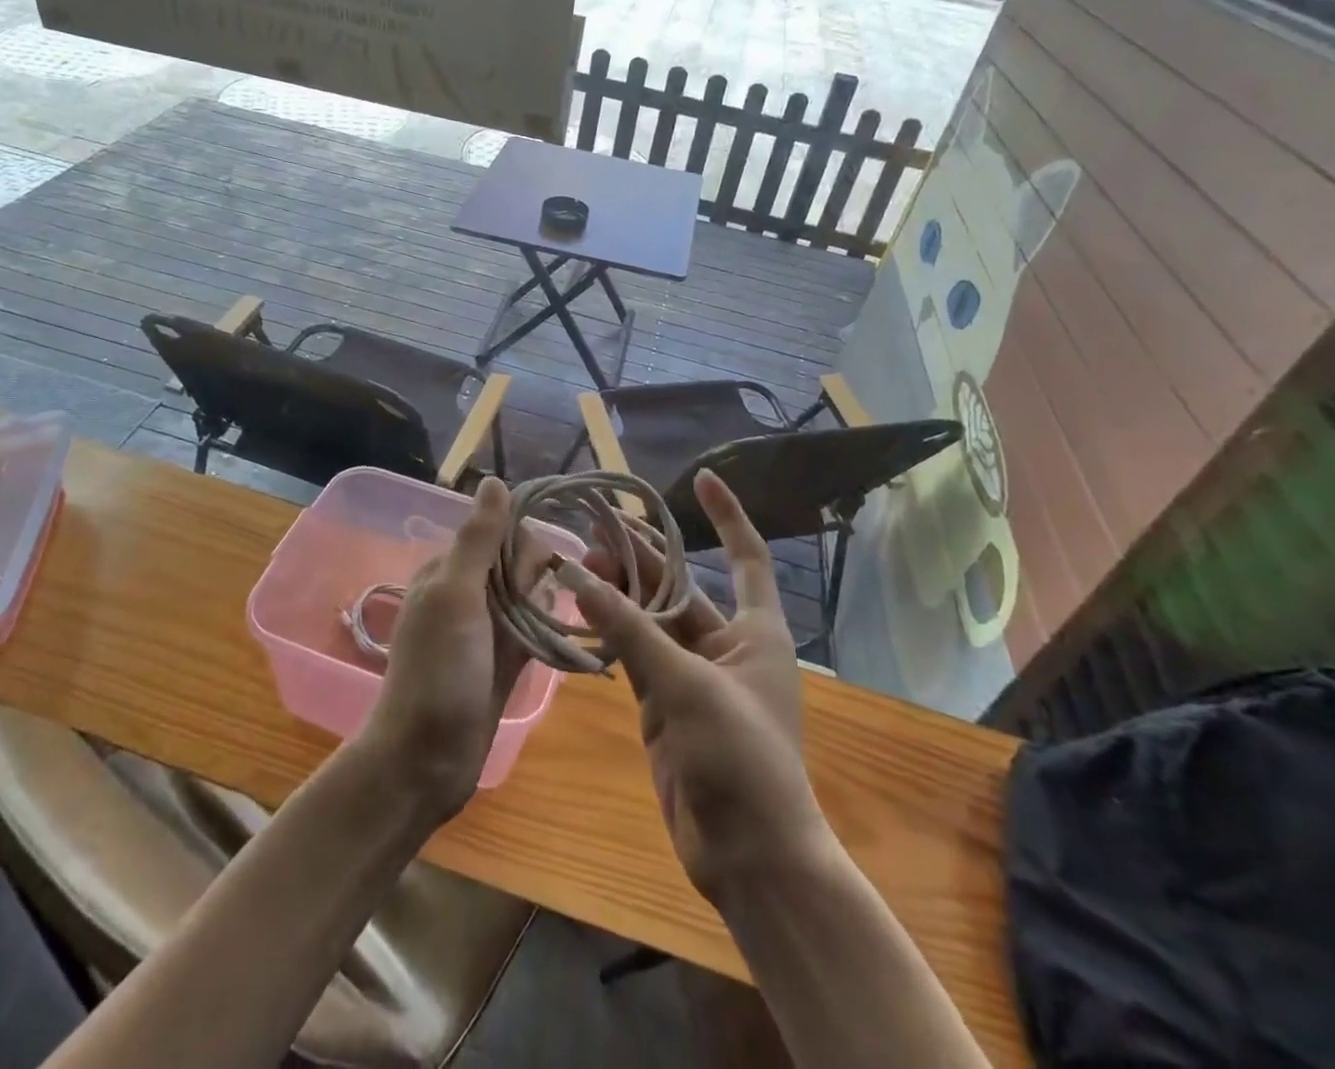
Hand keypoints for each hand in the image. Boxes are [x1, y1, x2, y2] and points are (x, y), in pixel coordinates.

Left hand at [362, 477, 544, 819]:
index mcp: (448, 569)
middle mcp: (466, 591)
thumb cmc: (438, 672)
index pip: (500, 531)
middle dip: (533, 580)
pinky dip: (543, 632)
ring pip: (530, 595)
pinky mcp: (501, 658)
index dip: (522, 547)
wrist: (425, 761)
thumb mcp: (455, 596)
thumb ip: (478, 539)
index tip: (530, 576)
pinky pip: (532, 628)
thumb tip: (494, 480)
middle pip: (518, 562)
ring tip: (535, 639)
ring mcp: (485, 627)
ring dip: (541, 608)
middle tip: (522, 618)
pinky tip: (549, 646)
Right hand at [566, 470, 827, 902]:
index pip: (746, 556)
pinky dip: (610, 633)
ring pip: (651, 620)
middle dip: (644, 555)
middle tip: (598, 525)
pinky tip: (580, 610)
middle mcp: (726, 645)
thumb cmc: (740, 758)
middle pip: (682, 585)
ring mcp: (693, 676)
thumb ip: (631, 631)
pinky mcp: (665, 705)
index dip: (727, 515)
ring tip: (578, 559)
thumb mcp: (686, 686)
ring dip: (620, 593)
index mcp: (756, 631)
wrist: (748, 856)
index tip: (701, 478)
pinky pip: (634, 656)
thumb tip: (580, 577)